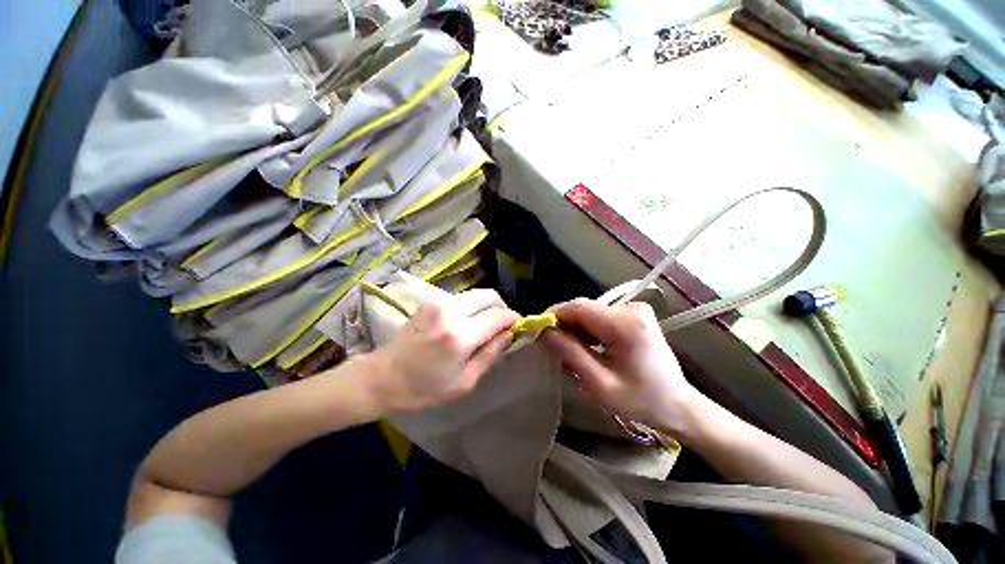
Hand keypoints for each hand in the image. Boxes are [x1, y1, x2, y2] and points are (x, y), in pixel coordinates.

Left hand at [367, 288, 519, 414]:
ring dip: (487, 307)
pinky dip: (473, 306)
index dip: (513, 319)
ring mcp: (439, 302)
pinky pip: (463, 297)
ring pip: (477, 293)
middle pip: (490, 295)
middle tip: (503, 326)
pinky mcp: (431, 301)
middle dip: (502, 308)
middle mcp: (451, 311)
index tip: (517, 328)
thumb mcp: (464, 382)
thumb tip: (509, 334)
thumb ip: (491, 354)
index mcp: (460, 336)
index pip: (499, 316)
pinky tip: (468, 323)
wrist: (381, 378)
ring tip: (486, 326)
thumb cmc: (423, 389)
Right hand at [540, 298, 702, 433]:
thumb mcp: (599, 383)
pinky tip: (588, 347)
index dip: (554, 314)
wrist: (678, 406)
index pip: (579, 307)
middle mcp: (631, 308)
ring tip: (570, 351)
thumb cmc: (640, 401)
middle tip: (552, 346)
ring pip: (591, 312)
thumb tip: (545, 331)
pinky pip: (601, 317)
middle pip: (585, 308)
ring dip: (576, 329)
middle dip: (565, 324)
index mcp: (625, 323)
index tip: (538, 329)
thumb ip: (570, 353)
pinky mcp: (635, 316)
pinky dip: (589, 330)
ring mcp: (635, 310)